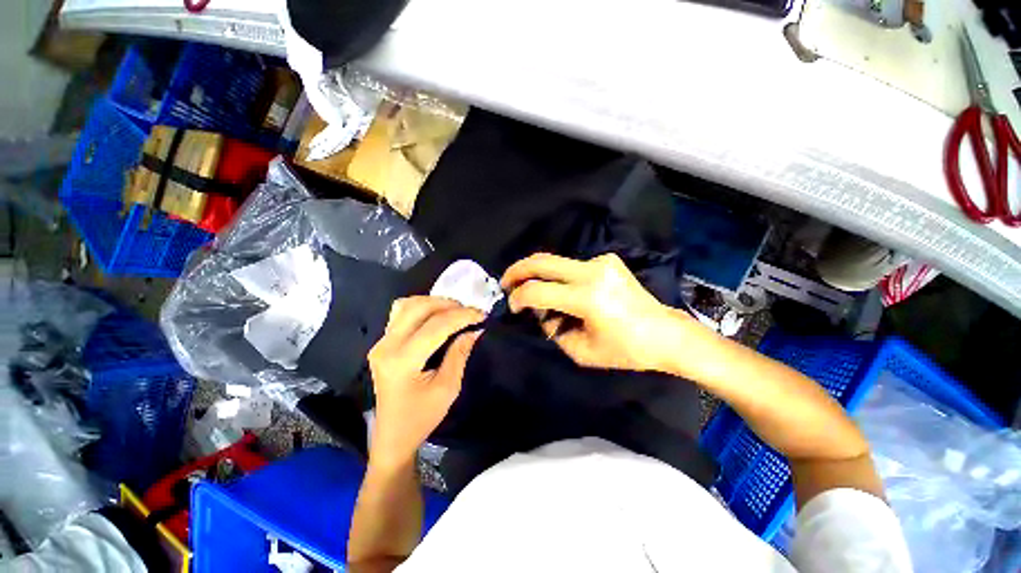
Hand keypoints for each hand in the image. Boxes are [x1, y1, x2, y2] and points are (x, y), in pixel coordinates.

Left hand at [368, 296, 484, 467]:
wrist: (393, 436)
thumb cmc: (422, 417)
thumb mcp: (448, 388)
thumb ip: (460, 353)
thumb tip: (475, 329)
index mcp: (402, 361)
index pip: (436, 326)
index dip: (462, 316)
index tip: (482, 314)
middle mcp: (387, 346)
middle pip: (419, 308)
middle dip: (448, 305)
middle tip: (469, 311)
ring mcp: (380, 343)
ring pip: (407, 305)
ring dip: (434, 303)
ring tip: (454, 310)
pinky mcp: (381, 343)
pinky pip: (400, 313)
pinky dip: (421, 308)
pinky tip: (435, 315)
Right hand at [501, 253, 705, 371]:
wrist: (665, 334)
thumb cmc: (626, 350)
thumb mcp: (581, 351)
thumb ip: (552, 329)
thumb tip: (540, 310)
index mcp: (588, 298)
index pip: (538, 291)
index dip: (518, 298)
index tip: (512, 306)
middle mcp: (593, 272)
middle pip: (542, 261)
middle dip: (517, 270)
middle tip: (505, 282)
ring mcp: (601, 261)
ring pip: (555, 261)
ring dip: (539, 276)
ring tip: (536, 294)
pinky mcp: (607, 260)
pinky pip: (572, 265)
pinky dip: (560, 277)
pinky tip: (564, 292)